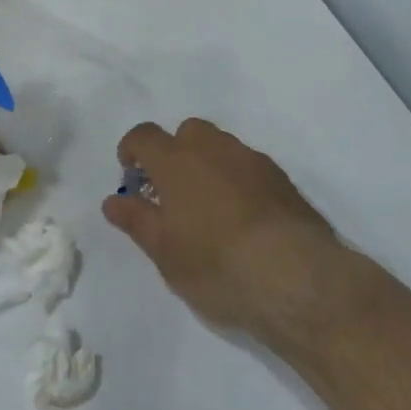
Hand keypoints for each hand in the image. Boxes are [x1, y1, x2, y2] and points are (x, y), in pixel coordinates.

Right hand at [105, 119, 342, 342]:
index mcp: (177, 161)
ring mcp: (253, 160)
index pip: (145, 135)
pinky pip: (249, 167)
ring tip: (209, 208)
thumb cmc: (217, 265)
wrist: (297, 278)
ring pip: (222, 146)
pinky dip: (238, 180)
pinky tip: (243, 217)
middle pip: (188, 132)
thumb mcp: (165, 253)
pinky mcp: (282, 179)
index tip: (131, 175)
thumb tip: (113, 200)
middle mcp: (214, 149)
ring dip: (209, 164)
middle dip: (175, 152)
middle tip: (172, 192)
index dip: (133, 150)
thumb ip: (137, 221)